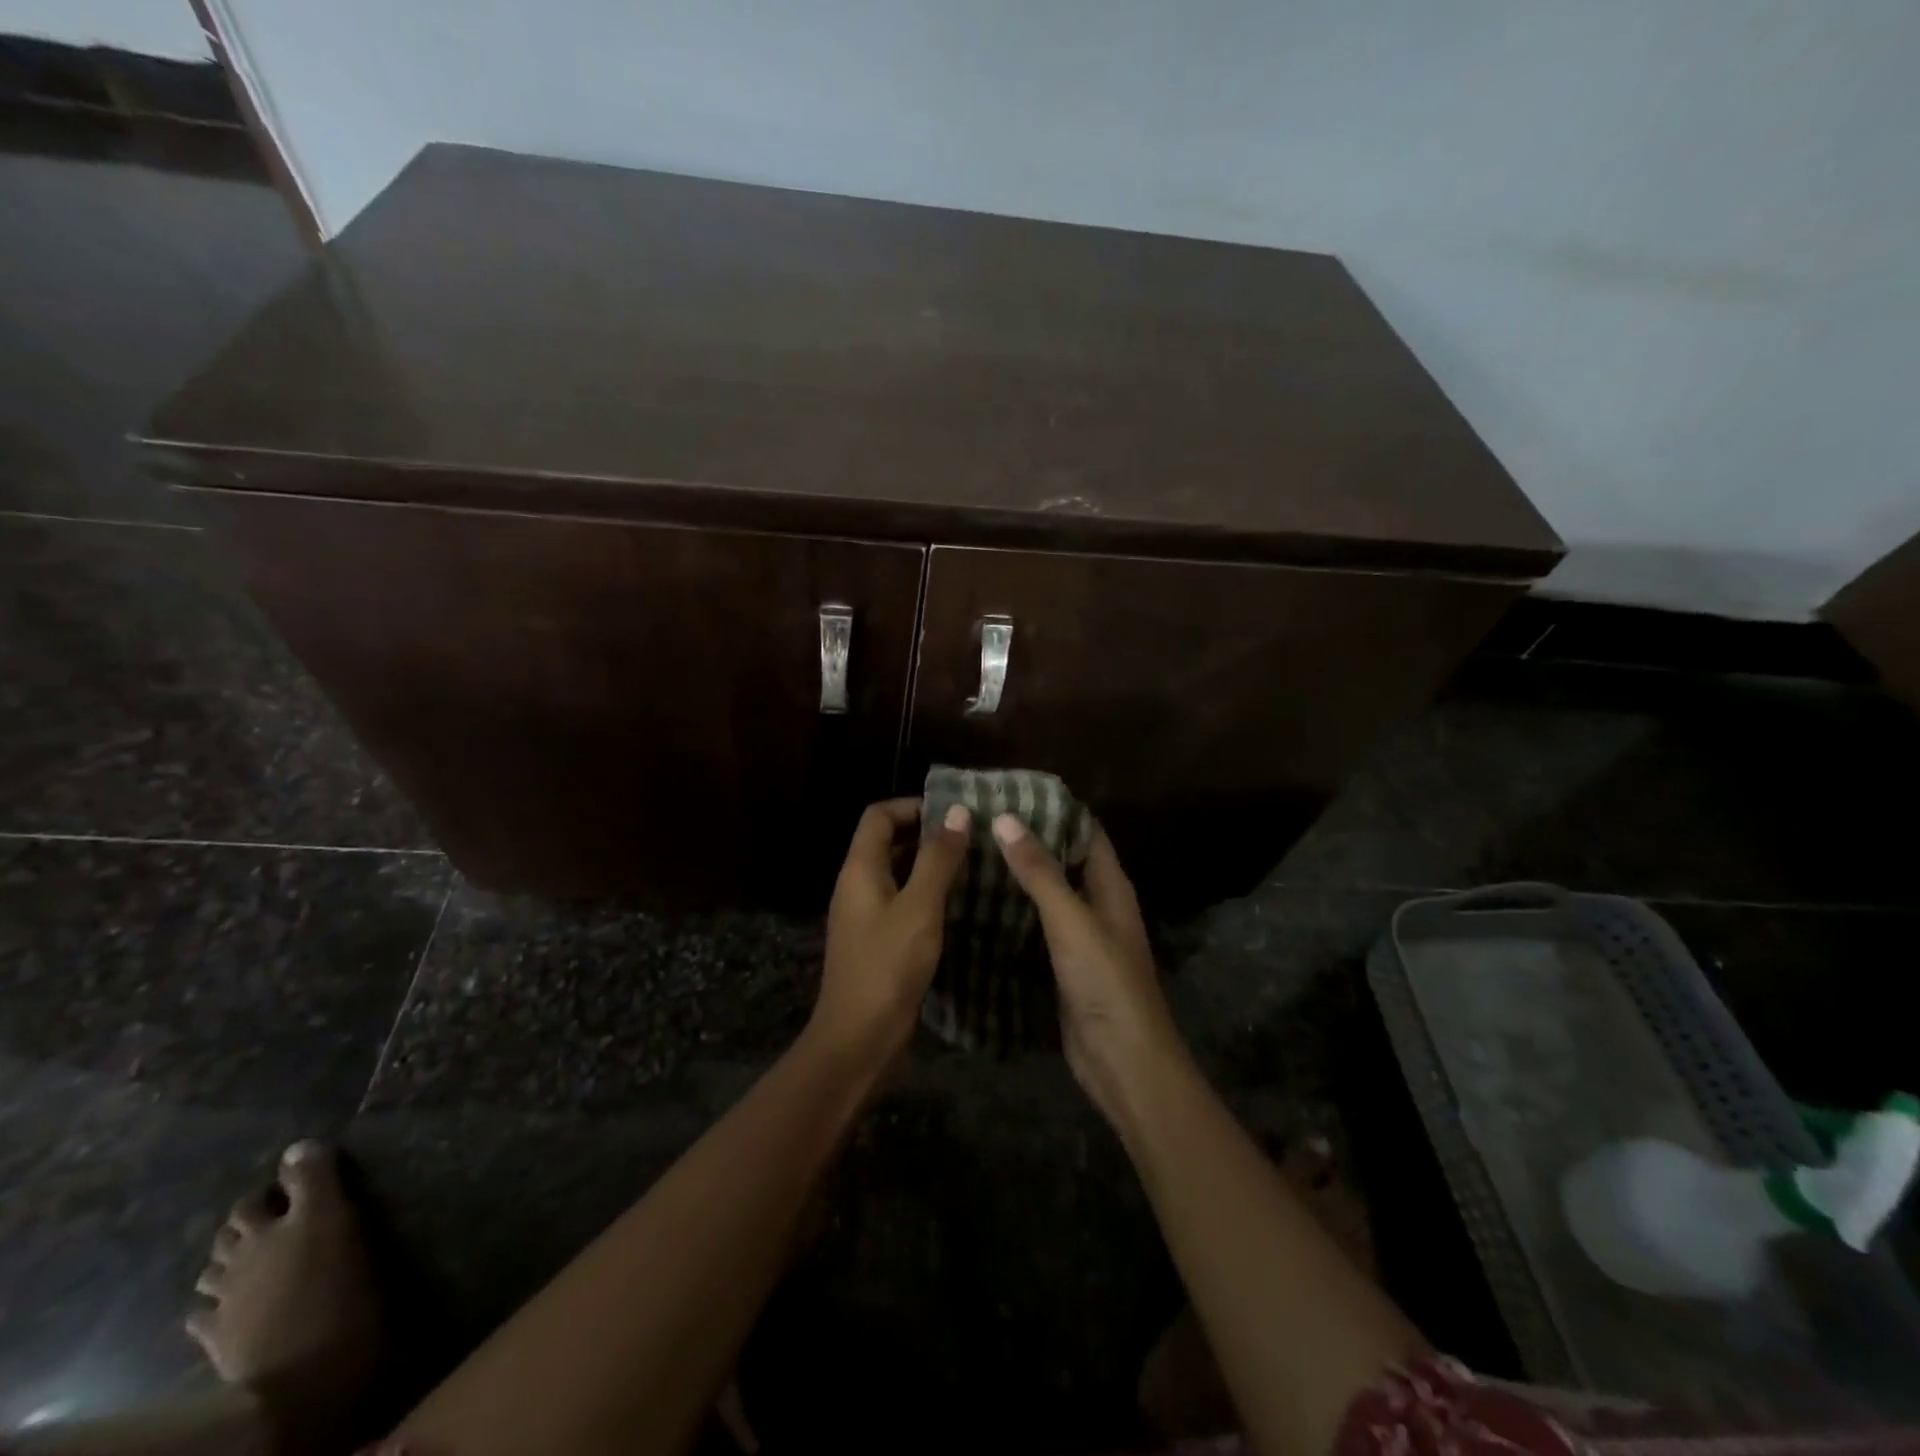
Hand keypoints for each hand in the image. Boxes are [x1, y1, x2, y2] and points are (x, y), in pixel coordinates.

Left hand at [811, 797, 970, 1067]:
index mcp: (860, 869)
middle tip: (972, 837)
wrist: (858, 1040)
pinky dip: (926, 894)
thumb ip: (937, 859)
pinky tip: (958, 905)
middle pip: (887, 841)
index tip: (954, 813)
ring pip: (897, 873)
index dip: (913, 806)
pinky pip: (901, 901)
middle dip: (927, 833)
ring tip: (973, 865)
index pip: (879, 816)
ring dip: (929, 864)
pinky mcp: (877, 941)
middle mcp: (857, 885)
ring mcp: (865, 915)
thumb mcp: (919, 908)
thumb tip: (956, 811)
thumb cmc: (888, 968)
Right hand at [991, 815, 1189, 1131]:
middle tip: (979, 822)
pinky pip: (1035, 930)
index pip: (1086, 833)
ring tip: (971, 854)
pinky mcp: (1062, 967)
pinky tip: (978, 906)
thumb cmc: (1105, 982)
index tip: (1011, 793)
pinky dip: (1012, 915)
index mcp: (1110, 887)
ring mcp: (1079, 939)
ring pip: (1046, 897)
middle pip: (1063, 862)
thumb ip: (1040, 872)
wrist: (1122, 1062)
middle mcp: (1097, 906)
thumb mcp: (1071, 920)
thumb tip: (1006, 818)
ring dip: (1017, 878)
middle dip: (1028, 842)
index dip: (1055, 810)